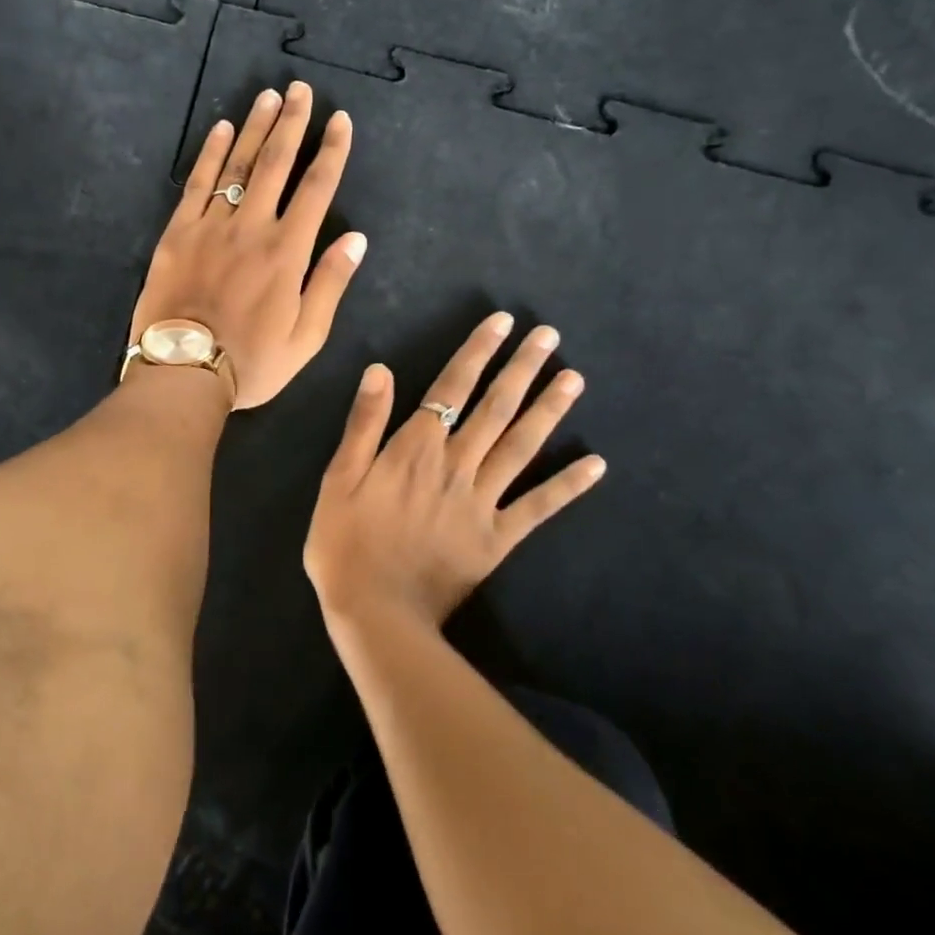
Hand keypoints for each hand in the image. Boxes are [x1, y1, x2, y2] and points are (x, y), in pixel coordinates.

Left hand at [129, 80, 365, 410]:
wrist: (183, 373)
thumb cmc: (252, 363)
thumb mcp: (306, 336)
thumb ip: (330, 283)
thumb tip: (356, 238)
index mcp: (288, 252)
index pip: (317, 188)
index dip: (332, 151)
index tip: (340, 120)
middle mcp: (252, 227)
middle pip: (276, 164)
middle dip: (293, 123)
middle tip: (301, 90)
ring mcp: (211, 226)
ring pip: (238, 166)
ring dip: (255, 128)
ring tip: (269, 97)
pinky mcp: (178, 233)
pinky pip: (197, 184)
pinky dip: (211, 154)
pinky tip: (222, 129)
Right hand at [304, 312, 606, 630]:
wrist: (375, 612)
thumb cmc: (345, 542)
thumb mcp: (338, 478)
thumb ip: (364, 423)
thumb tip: (382, 369)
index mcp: (416, 448)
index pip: (452, 387)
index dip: (478, 352)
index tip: (502, 323)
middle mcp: (456, 465)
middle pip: (495, 407)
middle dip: (522, 368)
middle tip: (550, 336)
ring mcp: (482, 501)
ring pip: (521, 446)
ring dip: (549, 410)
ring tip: (574, 378)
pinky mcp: (497, 538)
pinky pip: (538, 507)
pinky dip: (567, 485)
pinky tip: (596, 464)